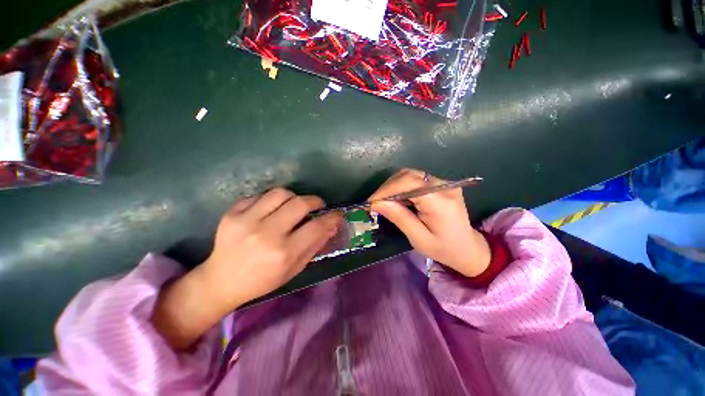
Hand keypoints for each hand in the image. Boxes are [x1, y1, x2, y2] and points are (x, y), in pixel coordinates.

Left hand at [152, 189, 340, 349]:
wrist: (221, 280)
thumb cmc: (263, 280)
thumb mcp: (294, 268)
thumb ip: (315, 245)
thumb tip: (332, 226)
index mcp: (284, 253)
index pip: (316, 226)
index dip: (331, 217)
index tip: (336, 213)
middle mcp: (267, 234)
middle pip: (300, 203)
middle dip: (314, 201)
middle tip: (317, 205)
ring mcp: (246, 221)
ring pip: (281, 193)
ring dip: (293, 197)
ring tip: (294, 206)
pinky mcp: (231, 213)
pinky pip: (260, 195)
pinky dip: (272, 200)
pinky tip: (271, 210)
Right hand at [369, 169, 490, 277]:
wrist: (468, 248)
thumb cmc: (444, 249)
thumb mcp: (418, 238)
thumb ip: (399, 217)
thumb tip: (376, 203)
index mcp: (441, 203)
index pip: (410, 183)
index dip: (387, 189)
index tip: (372, 202)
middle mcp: (445, 186)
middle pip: (408, 175)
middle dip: (387, 187)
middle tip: (375, 203)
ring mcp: (444, 182)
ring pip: (410, 174)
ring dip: (393, 186)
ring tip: (383, 201)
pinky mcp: (440, 183)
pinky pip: (415, 179)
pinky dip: (401, 187)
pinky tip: (396, 199)